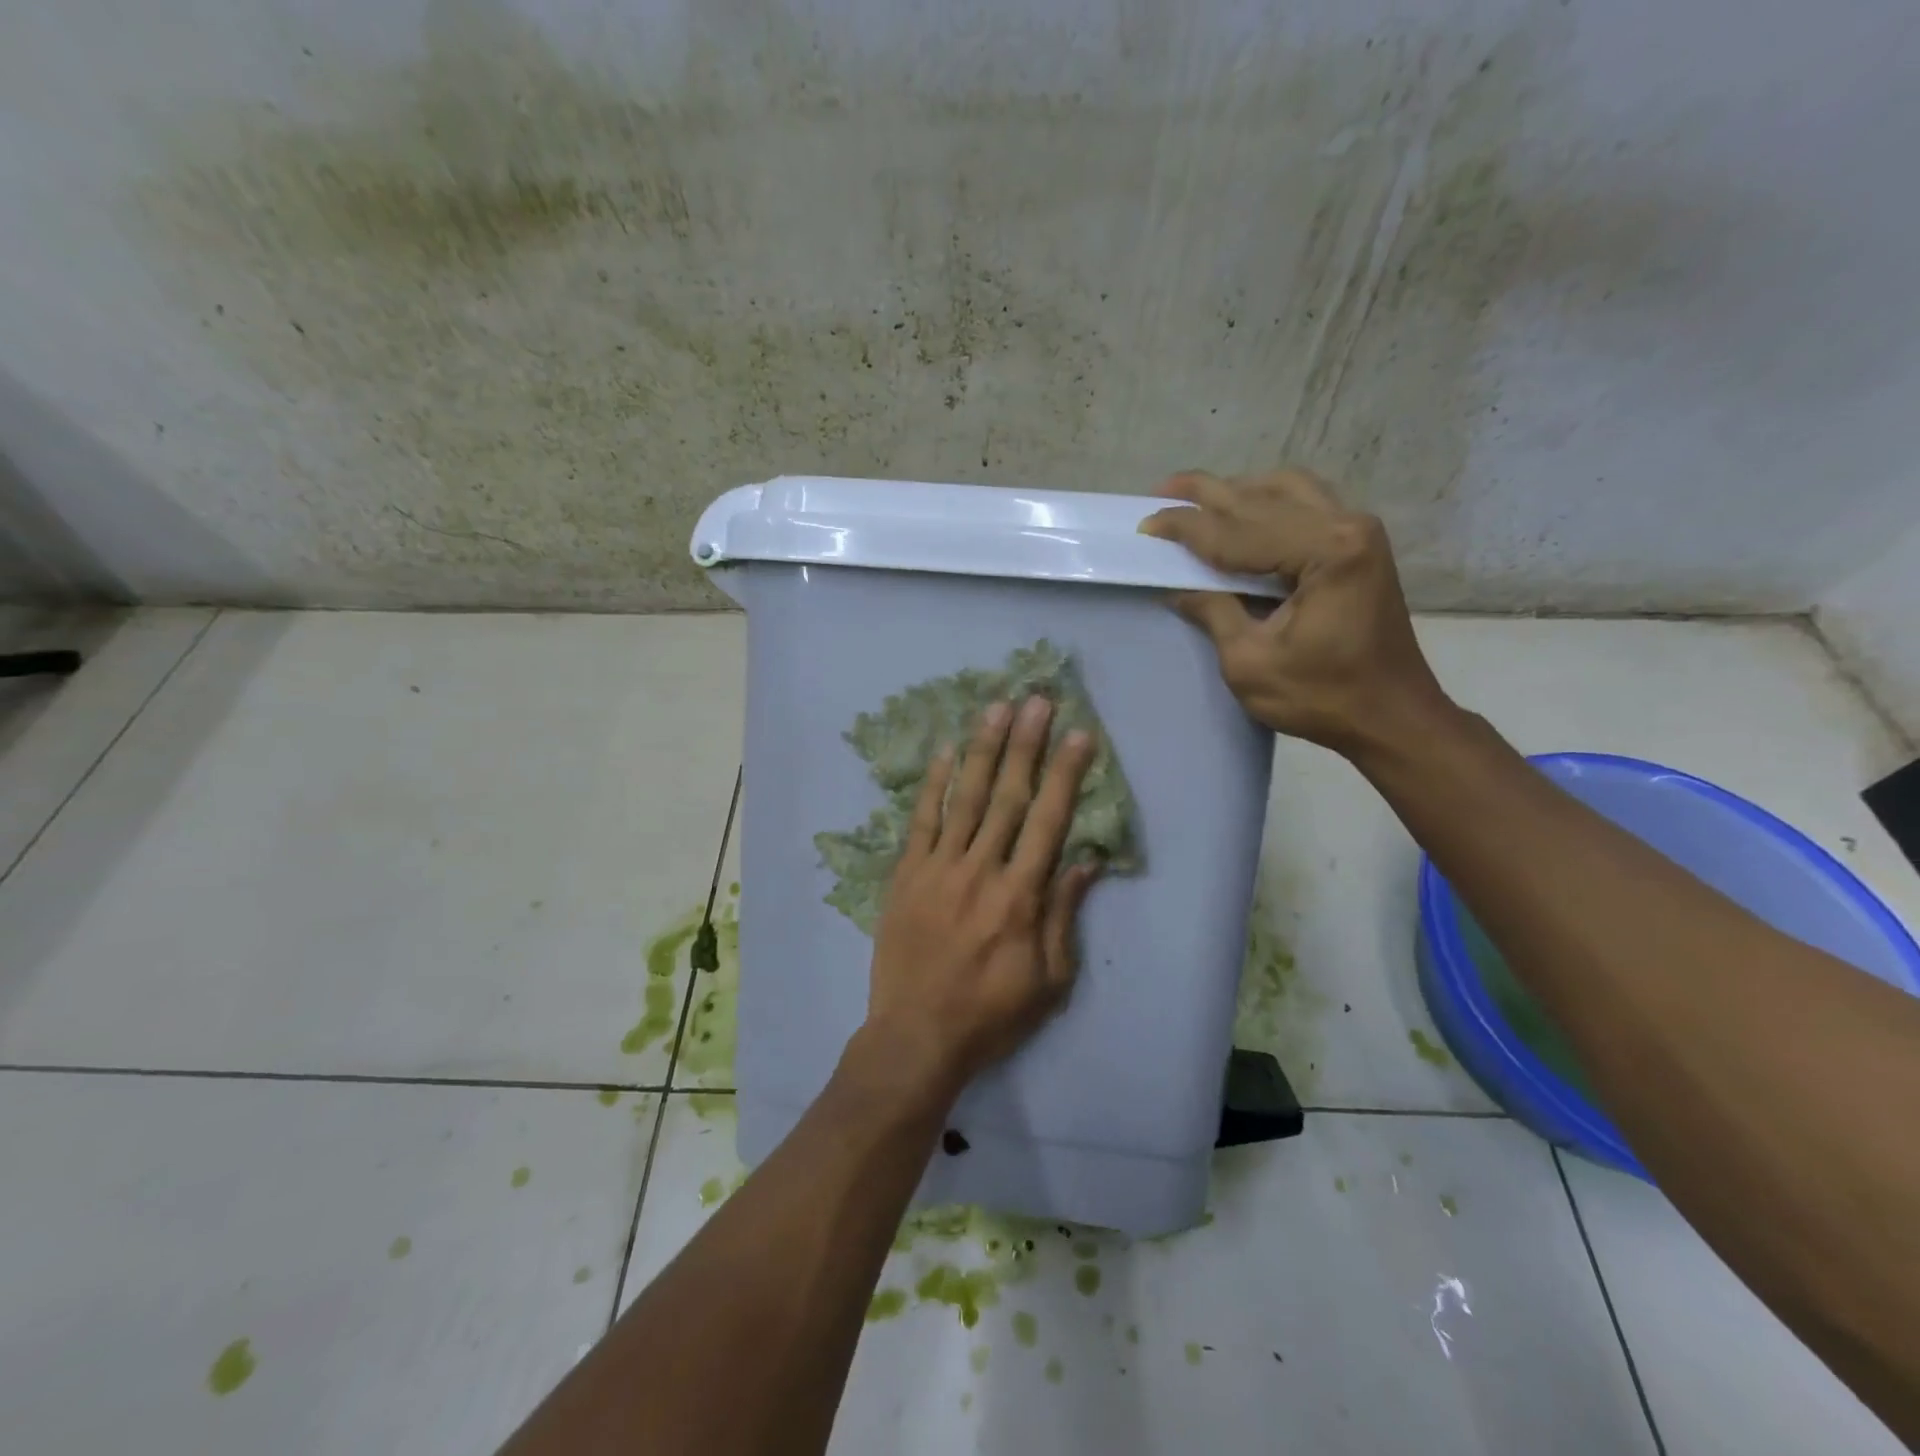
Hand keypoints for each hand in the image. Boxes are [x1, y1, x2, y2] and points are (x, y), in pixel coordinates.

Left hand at [863, 696, 1100, 1095]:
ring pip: (966, 799)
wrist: (916, 1037)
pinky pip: (921, 821)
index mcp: (1021, 897)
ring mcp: (938, 869)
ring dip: (984, 751)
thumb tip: (1084, 861)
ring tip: (997, 709)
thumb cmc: (992, 1015)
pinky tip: (946, 752)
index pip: (1049, 822)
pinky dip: (934, 785)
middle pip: (1008, 797)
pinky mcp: (906, 876)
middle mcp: (981, 871)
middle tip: (1037, 700)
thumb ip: (1065, 915)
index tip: (1078, 734)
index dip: (1065, 775)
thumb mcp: (1050, 980)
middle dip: (1026, 745)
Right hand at [1139, 468, 1451, 756]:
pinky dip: (1266, 502)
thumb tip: (1178, 588)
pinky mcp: (1359, 545)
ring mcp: (1358, 531)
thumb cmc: (1322, 697)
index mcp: (1325, 552)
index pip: (1238, 531)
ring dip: (1237, 491)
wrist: (1391, 715)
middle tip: (1161, 492)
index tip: (1145, 525)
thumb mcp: (1250, 663)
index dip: (1187, 528)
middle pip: (1261, 499)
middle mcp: (1347, 526)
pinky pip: (1305, 504)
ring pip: (1286, 490)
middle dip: (1206, 495)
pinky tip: (1242, 511)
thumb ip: (1215, 612)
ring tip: (1197, 499)